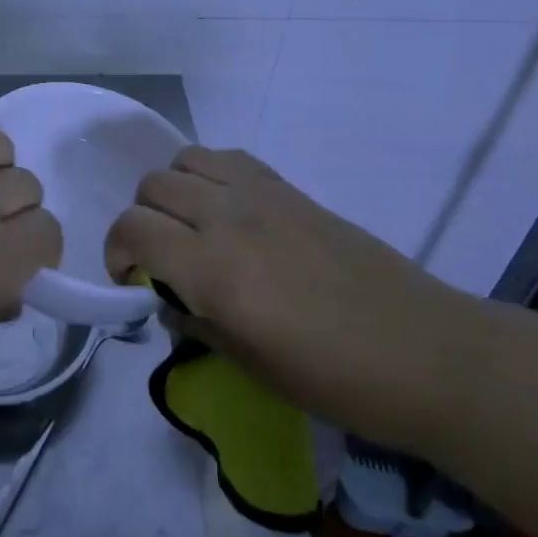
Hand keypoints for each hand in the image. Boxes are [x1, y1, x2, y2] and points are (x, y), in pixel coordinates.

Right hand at [105, 147, 475, 445]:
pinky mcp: (289, 187)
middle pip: (153, 186)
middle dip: (141, 219)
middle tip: (159, 258)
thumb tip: (169, 302)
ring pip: (186, 160)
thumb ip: (197, 324)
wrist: (422, 349)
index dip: (116, 251)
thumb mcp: (251, 366)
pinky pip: (229, 158)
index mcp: (213, 269)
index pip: (133, 228)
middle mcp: (227, 217)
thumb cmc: (335, 378)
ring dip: (173, 189)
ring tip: (190, 226)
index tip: (129, 280)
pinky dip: (210, 175)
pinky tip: (228, 209)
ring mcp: (261, 194)